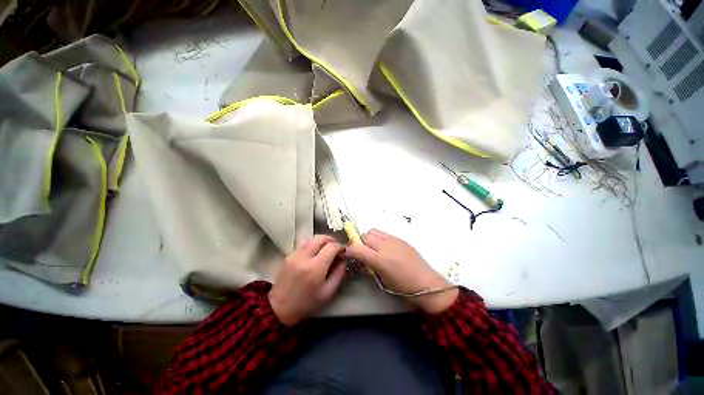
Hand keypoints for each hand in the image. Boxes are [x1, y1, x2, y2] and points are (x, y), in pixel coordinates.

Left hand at [269, 235, 345, 325]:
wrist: (280, 308)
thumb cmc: (307, 303)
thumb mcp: (328, 292)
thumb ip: (339, 274)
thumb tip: (344, 259)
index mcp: (316, 268)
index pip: (332, 247)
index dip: (340, 247)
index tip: (343, 252)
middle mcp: (305, 257)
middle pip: (321, 238)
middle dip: (331, 240)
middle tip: (335, 247)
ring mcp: (295, 255)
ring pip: (311, 238)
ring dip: (321, 241)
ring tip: (325, 249)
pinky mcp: (289, 255)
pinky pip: (303, 243)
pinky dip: (312, 244)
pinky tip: (314, 253)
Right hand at [346, 229, 457, 313]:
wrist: (427, 283)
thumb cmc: (403, 287)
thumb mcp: (382, 280)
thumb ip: (369, 267)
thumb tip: (360, 259)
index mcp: (379, 259)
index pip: (356, 247)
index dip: (350, 250)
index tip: (350, 254)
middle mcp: (385, 245)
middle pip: (364, 235)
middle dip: (360, 242)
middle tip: (363, 252)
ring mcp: (394, 240)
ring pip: (374, 231)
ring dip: (369, 238)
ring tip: (374, 248)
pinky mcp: (400, 238)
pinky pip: (384, 234)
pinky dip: (379, 238)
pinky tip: (385, 248)